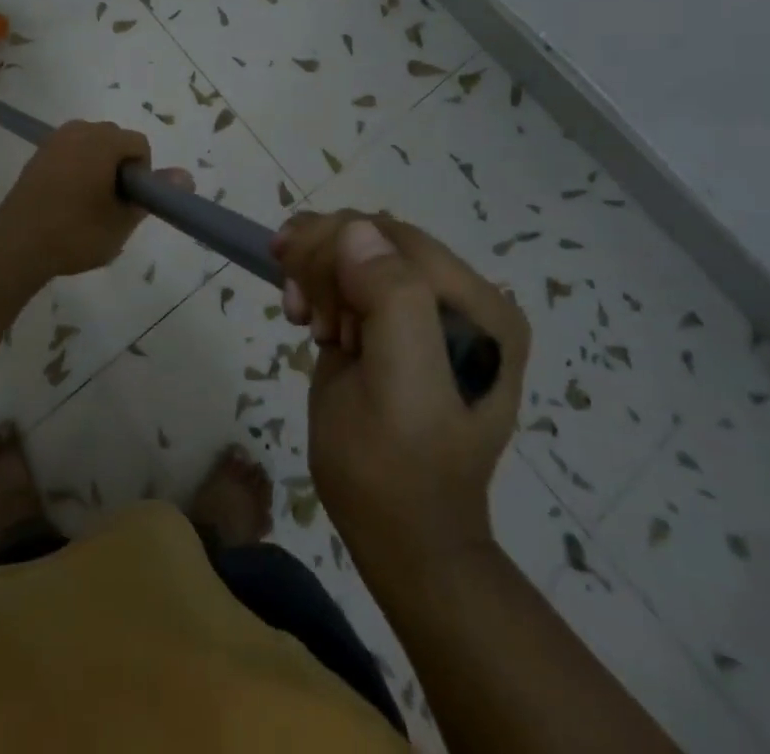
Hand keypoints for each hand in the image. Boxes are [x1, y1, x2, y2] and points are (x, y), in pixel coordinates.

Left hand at [0, 119, 192, 277]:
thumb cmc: (76, 232)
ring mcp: (55, 139)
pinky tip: (68, 200)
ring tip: (89, 204)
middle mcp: (79, 130)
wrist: (16, 243)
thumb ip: (155, 194)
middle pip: (115, 140)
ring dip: (99, 167)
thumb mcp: (122, 220)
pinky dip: (78, 168)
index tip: (128, 203)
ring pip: (92, 146)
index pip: (139, 145)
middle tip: (110, 205)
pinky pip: (71, 152)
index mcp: (103, 140)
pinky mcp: (39, 153)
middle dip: (120, 168)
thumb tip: (186, 176)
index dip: (141, 174)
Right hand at [273, 210, 529, 566]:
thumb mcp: (397, 386)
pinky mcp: (397, 326)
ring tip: (302, 314)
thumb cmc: (395, 469)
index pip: (394, 237)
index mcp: (479, 307)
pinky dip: (319, 287)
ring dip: (316, 272)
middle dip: (324, 258)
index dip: (336, 244)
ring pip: (356, 250)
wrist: (400, 538)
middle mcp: (462, 300)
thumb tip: (357, 231)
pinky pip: (350, 277)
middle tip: (298, 305)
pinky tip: (309, 318)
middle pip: (374, 238)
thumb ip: (391, 298)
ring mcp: (429, 312)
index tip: (291, 277)